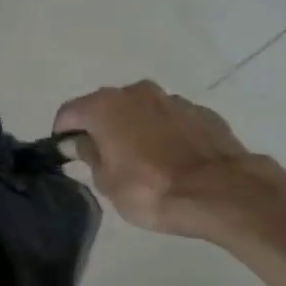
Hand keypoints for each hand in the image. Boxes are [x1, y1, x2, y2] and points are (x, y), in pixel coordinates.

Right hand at [55, 81, 285, 240]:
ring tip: (142, 162)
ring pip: (141, 111)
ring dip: (135, 129)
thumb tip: (77, 142)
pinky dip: (165, 134)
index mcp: (105, 106)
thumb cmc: (151, 190)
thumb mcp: (108, 183)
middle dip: (101, 128)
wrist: (221, 192)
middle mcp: (136, 92)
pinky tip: (172, 160)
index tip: (66, 154)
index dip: (63, 133)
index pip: (69, 113)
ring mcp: (172, 99)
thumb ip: (89, 156)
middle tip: (104, 160)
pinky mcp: (201, 112)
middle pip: (106, 107)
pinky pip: (171, 120)